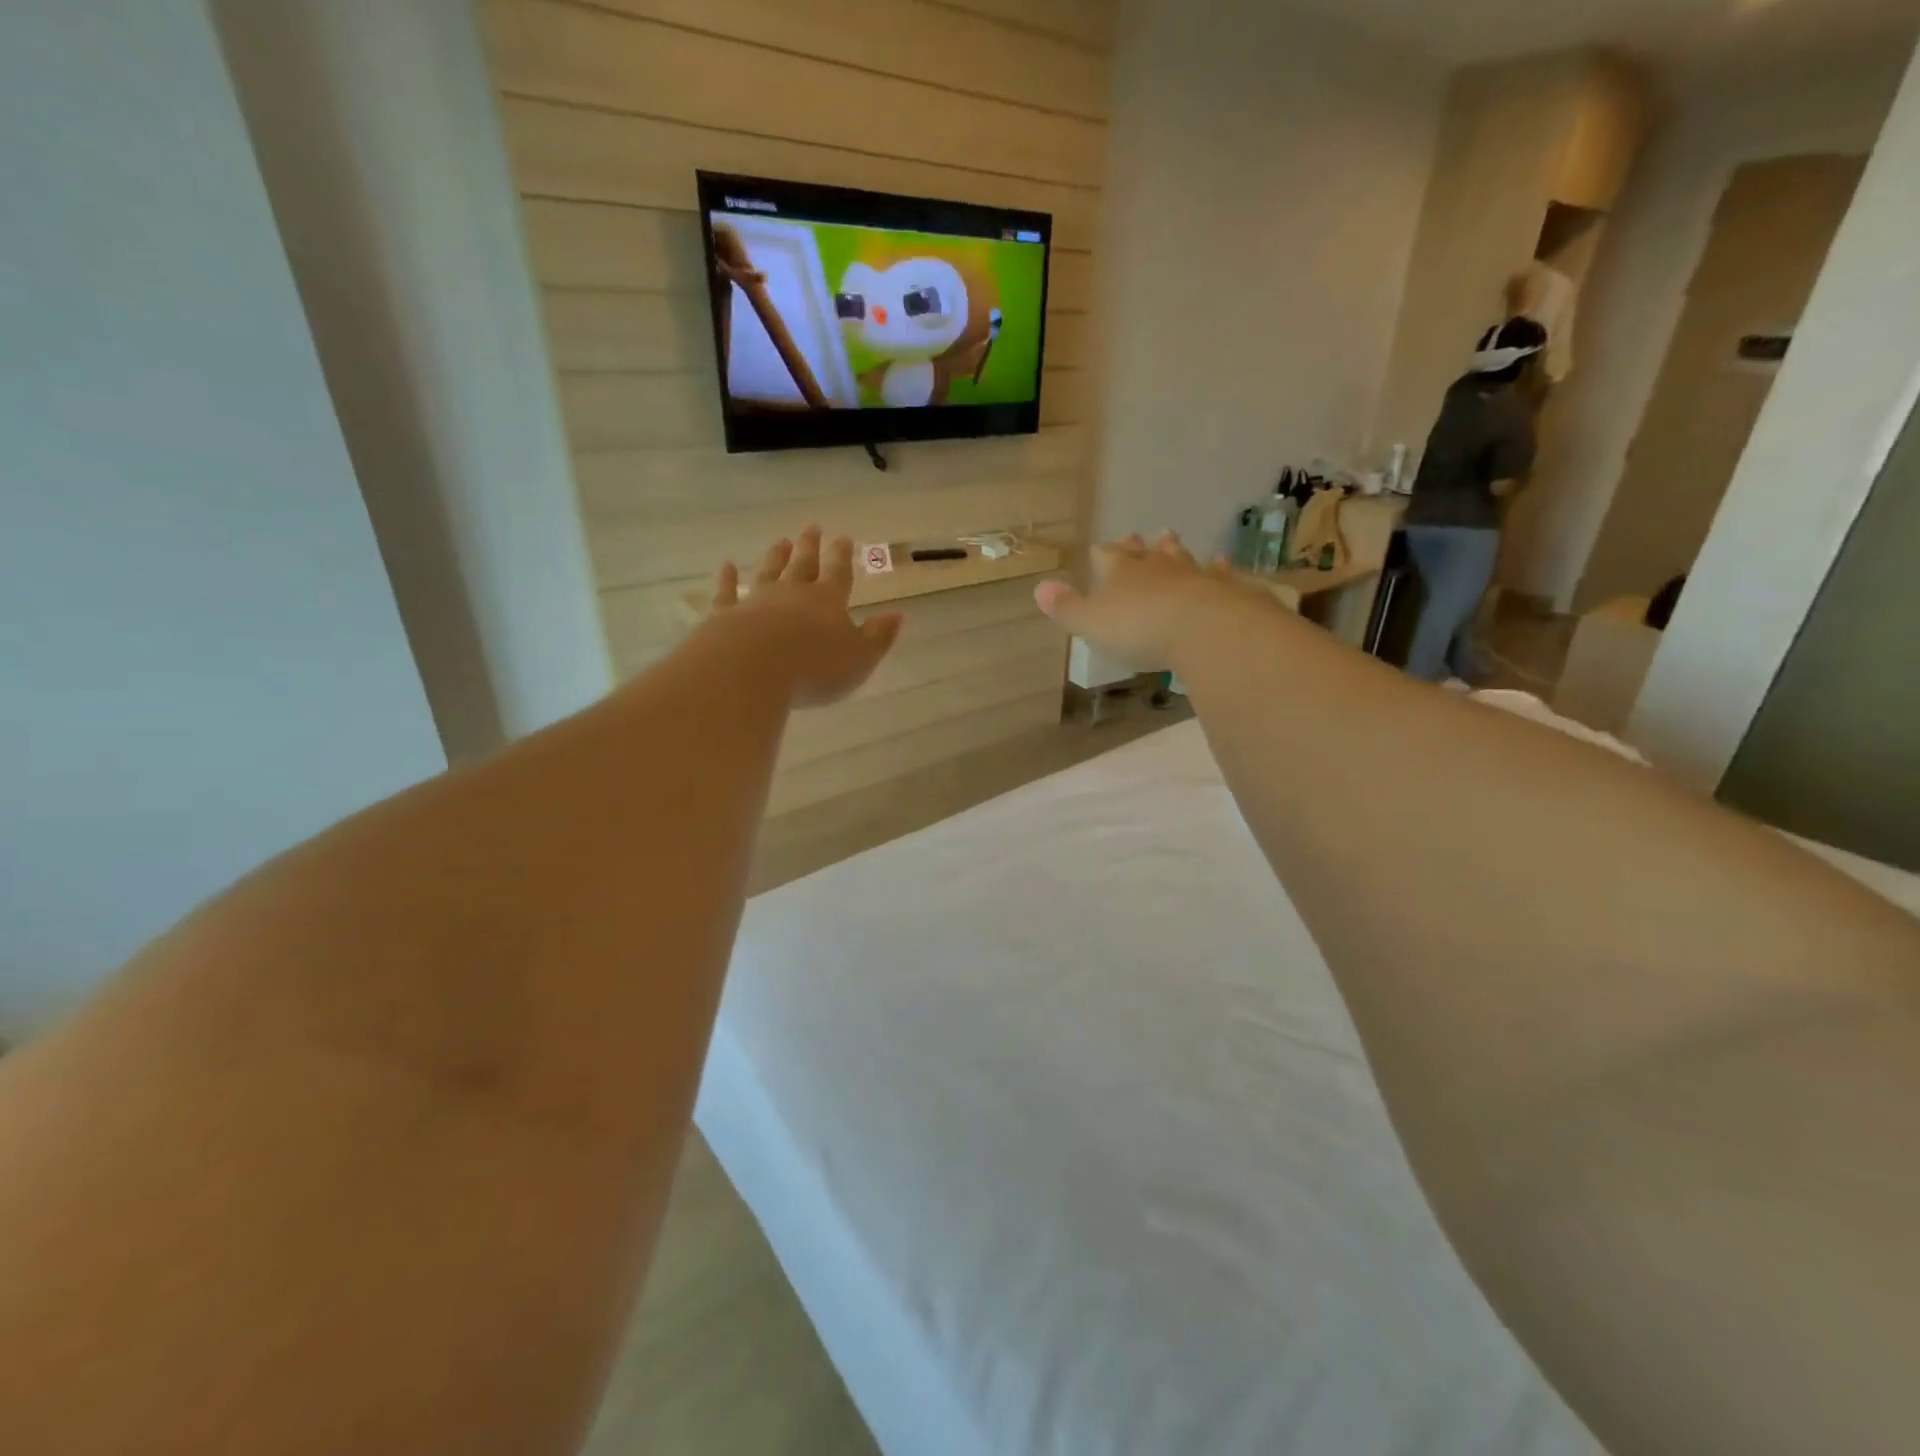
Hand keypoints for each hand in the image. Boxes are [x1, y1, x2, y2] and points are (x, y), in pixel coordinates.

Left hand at [710, 527, 903, 708]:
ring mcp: (756, 601)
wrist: (752, 669)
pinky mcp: (725, 615)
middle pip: (802, 565)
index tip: (843, 538)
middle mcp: (792, 593)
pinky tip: (726, 566)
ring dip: (776, 557)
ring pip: (768, 572)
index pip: (838, 573)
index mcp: (828, 601)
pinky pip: (727, 592)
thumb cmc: (815, 667)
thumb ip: (878, 636)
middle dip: (810, 546)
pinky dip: (727, 578)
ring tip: (781, 541)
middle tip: (812, 527)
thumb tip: (897, 615)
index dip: (842, 556)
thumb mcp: (859, 658)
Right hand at [1034, 532, 1248, 667]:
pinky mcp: (1223, 588)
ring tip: (1169, 537)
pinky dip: (1218, 568)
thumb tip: (1039, 587)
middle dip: (1137, 546)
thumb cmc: (1138, 629)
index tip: (1098, 549)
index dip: (1101, 554)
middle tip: (1136, 537)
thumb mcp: (1091, 624)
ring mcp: (1192, 574)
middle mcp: (1155, 566)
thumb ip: (1067, 607)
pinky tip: (1222, 563)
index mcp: (1120, 573)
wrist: (1202, 629)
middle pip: (1144, 551)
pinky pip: (1219, 573)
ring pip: (1179, 556)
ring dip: (1173, 549)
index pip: (1106, 556)